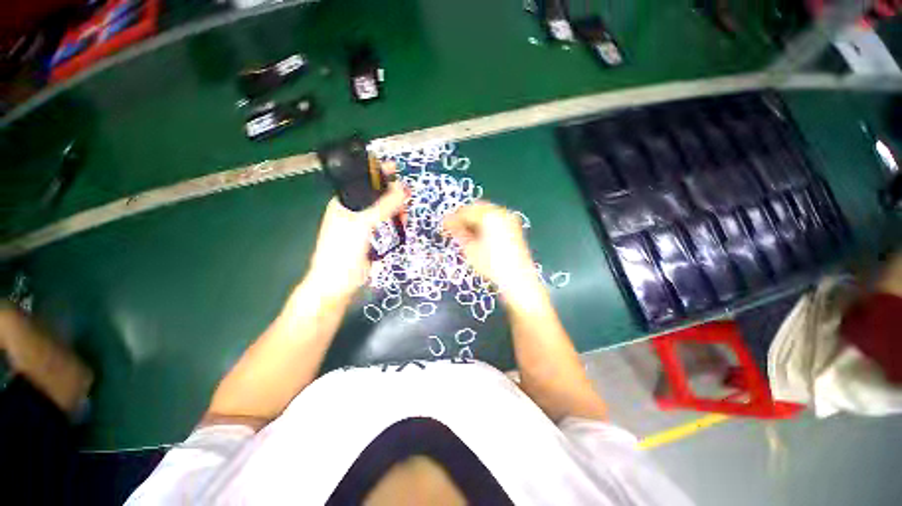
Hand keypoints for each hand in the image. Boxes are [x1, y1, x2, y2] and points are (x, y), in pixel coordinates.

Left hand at [304, 181, 405, 302]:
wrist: (338, 283)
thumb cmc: (343, 250)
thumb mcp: (363, 224)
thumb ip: (383, 207)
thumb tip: (403, 189)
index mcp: (344, 203)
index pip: (362, 182)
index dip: (377, 174)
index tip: (394, 168)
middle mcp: (354, 212)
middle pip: (377, 196)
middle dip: (392, 195)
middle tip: (406, 197)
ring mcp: (364, 226)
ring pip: (384, 212)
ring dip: (396, 210)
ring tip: (405, 214)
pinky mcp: (374, 239)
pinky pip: (388, 226)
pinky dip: (396, 223)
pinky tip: (403, 224)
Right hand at [443, 202, 545, 308]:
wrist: (518, 279)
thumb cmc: (492, 265)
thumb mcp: (470, 249)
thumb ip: (458, 232)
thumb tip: (448, 223)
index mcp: (489, 215)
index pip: (466, 211)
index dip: (453, 218)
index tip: (444, 225)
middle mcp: (501, 213)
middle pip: (477, 208)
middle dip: (464, 217)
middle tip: (453, 228)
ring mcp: (509, 219)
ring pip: (486, 213)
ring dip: (474, 220)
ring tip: (464, 233)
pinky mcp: (514, 228)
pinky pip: (494, 219)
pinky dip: (484, 224)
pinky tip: (478, 235)